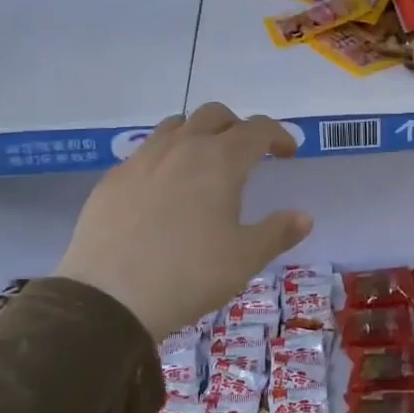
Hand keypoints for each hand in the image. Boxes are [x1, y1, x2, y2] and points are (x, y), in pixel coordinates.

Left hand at [54, 104, 312, 339]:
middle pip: (214, 115)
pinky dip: (165, 159)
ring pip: (175, 127)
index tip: (287, 153)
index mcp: (220, 161)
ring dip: (198, 135)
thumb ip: (277, 232)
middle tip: (248, 154)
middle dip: (237, 127)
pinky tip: (164, 193)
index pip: (257, 129)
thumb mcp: (245, 258)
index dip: (278, 135)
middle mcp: (181, 148)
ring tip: (205, 166)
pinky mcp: (112, 180)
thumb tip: (303, 217)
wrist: (110, 297)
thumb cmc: (190, 274)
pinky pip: (145, 153)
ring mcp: (141, 160)